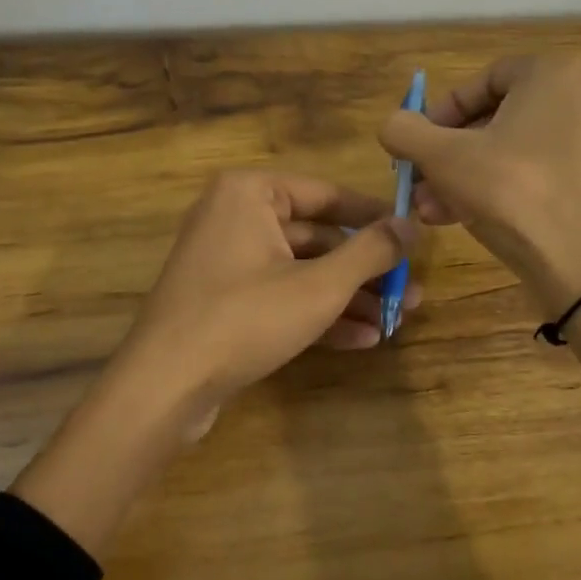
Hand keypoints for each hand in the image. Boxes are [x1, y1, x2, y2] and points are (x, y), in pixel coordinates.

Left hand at [116, 170, 419, 422]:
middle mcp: (235, 218)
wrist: (166, 385)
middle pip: (317, 237)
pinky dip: (317, 315)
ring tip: (394, 320)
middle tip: (408, 292)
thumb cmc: (245, 317)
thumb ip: (370, 251)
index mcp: (250, 194)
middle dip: (365, 270)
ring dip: (347, 297)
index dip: (375, 217)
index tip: (414, 237)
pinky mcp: (225, 302)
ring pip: (301, 271)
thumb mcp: (319, 285)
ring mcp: (227, 263)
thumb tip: (411, 225)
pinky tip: (362, 340)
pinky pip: (280, 297)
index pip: (327, 194)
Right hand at [379, 55, 580, 315]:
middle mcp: (578, 100)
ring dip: (462, 178)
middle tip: (419, 183)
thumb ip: (406, 132)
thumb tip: (391, 124)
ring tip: (429, 210)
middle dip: (447, 155)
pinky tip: (460, 219)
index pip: (482, 80)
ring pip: (509, 153)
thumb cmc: (512, 191)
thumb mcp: (444, 158)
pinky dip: (496, 191)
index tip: (418, 144)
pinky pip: (533, 176)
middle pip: (494, 120)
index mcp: (552, 75)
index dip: (441, 112)